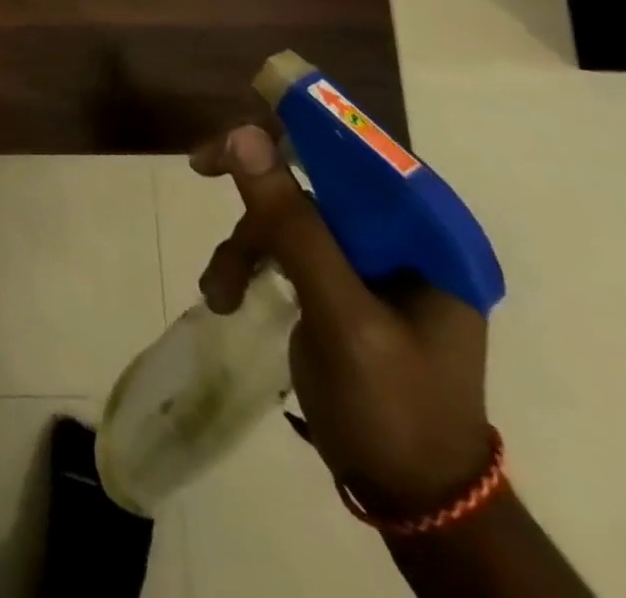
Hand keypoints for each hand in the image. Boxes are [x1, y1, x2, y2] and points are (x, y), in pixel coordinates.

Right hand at [191, 124, 493, 516]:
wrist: (414, 502)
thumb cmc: (394, 407)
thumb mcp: (341, 315)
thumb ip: (294, 224)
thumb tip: (243, 133)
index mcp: (425, 233)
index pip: (359, 149)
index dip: (296, 124)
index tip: (237, 126)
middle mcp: (398, 234)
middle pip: (315, 172)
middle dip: (255, 182)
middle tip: (199, 165)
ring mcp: (365, 259)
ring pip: (288, 212)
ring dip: (244, 242)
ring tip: (220, 290)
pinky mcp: (336, 282)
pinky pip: (282, 246)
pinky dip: (247, 264)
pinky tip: (225, 296)